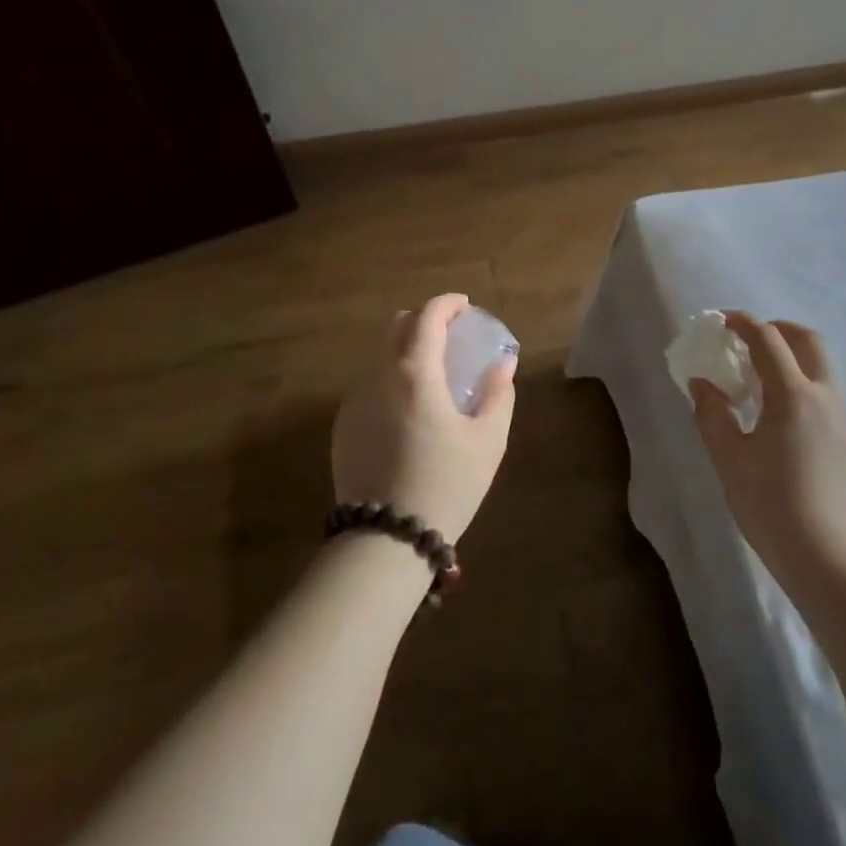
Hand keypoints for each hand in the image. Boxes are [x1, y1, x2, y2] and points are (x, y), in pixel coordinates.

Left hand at [331, 294, 516, 543]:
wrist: (385, 541)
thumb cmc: (446, 485)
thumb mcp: (488, 441)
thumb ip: (498, 394)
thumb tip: (503, 363)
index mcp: (416, 374)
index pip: (427, 318)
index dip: (447, 304)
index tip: (464, 306)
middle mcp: (379, 377)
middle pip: (396, 328)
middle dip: (424, 322)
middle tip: (450, 337)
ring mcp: (355, 401)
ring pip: (381, 357)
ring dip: (407, 352)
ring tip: (432, 378)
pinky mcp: (343, 427)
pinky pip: (370, 386)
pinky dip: (392, 381)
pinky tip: (409, 412)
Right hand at [690, 313, 845, 578]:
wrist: (828, 558)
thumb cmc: (771, 505)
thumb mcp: (729, 459)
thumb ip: (712, 414)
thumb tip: (701, 383)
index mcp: (794, 395)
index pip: (768, 340)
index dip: (743, 323)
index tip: (721, 321)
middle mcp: (825, 396)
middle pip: (807, 340)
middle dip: (777, 329)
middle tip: (748, 339)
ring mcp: (843, 417)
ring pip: (822, 364)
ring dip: (793, 352)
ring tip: (762, 372)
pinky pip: (827, 388)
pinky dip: (804, 377)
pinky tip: (781, 407)